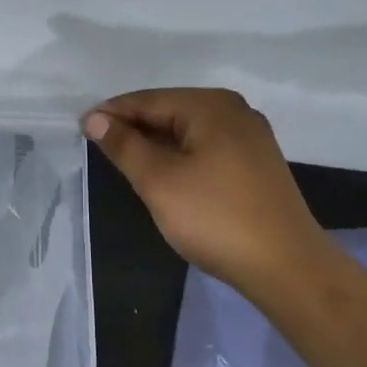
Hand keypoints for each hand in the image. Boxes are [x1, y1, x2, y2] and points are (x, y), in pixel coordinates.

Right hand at [82, 88, 335, 293]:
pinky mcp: (255, 163)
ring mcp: (249, 137)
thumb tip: (94, 119)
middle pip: (169, 111)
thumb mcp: (158, 180)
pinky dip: (179, 156)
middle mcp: (234, 111)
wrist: (286, 267)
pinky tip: (164, 175)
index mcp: (211, 106)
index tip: (79, 129)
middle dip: (133, 128)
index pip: (148, 100)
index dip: (111, 114)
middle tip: (99, 149)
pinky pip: (205, 147)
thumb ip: (124, 145)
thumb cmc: (215, 217)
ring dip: (155, 144)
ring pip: (187, 131)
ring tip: (125, 163)